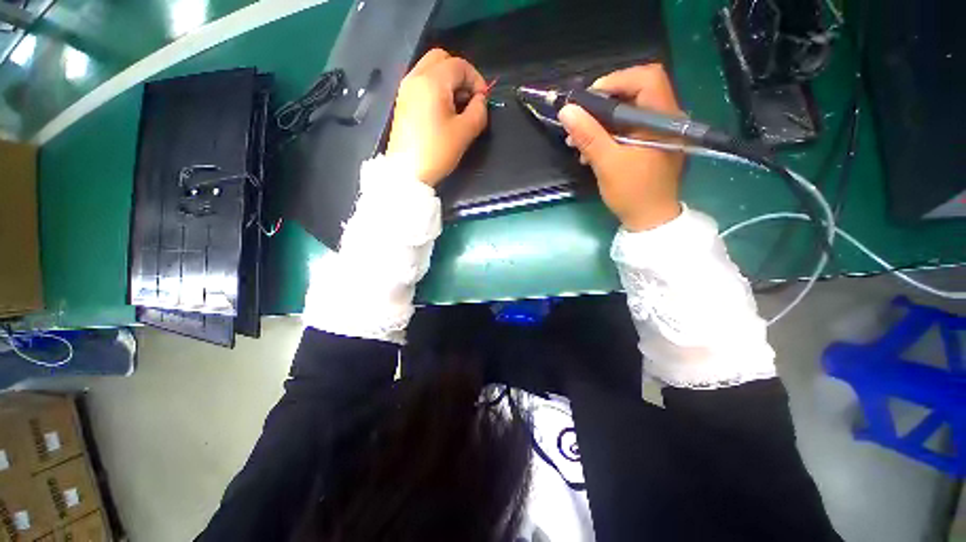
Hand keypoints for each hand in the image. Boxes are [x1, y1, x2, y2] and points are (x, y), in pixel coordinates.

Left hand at [387, 49, 488, 186]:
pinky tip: (443, 111)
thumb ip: (479, 111)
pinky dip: (436, 88)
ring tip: (458, 107)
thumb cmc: (437, 152)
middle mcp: (415, 77)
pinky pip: (422, 82)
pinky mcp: (403, 101)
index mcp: (432, 82)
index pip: (459, 65)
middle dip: (461, 75)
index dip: (476, 80)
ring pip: (431, 69)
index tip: (483, 100)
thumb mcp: (464, 133)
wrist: (407, 172)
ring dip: (448, 81)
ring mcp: (406, 89)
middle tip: (469, 98)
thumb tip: (480, 100)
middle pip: (442, 59)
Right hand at [558, 64, 684, 230]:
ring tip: (577, 140)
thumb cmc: (632, 192)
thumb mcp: (607, 163)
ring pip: (628, 112)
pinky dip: (607, 134)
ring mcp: (658, 132)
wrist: (649, 220)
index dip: (615, 81)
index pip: (646, 78)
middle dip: (602, 105)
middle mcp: (665, 119)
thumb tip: (566, 111)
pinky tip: (589, 150)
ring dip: (600, 122)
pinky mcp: (649, 144)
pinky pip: (627, 128)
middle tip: (579, 120)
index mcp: (663, 119)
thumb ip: (588, 135)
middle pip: (635, 93)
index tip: (588, 100)